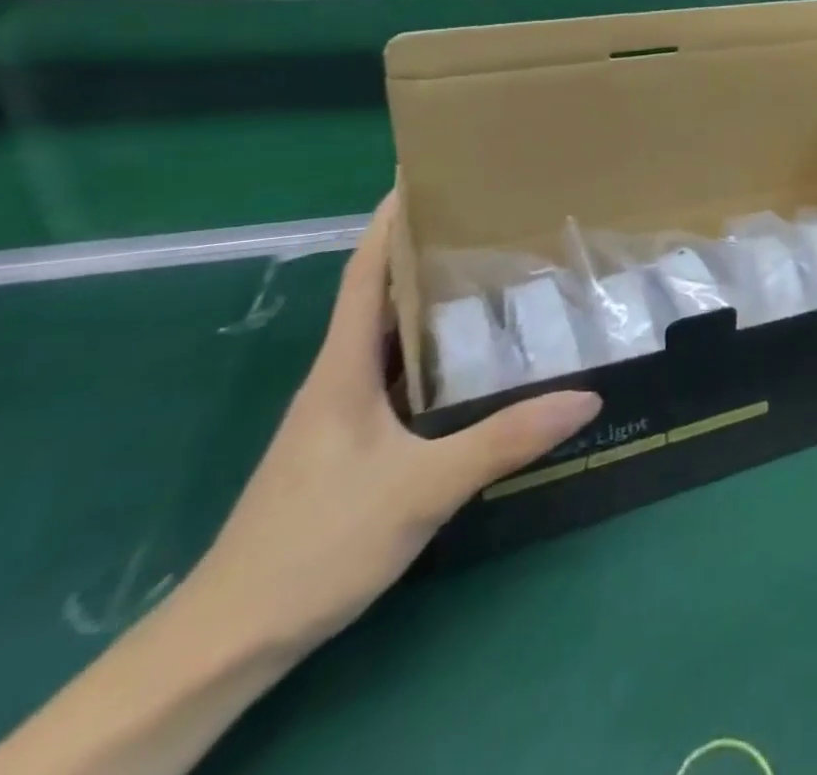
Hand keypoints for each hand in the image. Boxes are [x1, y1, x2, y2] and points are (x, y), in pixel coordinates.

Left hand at [190, 195, 601, 655]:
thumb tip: (587, 396)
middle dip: (426, 252)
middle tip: (489, 220)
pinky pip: (399, 377)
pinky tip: (473, 363)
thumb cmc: (315, 543)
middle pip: (382, 296)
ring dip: (432, 303)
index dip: (388, 222)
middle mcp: (340, 378)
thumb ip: (504, 440)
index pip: (364, 273)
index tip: (421, 175)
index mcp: (342, 367)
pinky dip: (433, 353)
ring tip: (494, 276)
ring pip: (392, 340)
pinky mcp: (353, 446)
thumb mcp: (420, 490)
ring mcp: (343, 415)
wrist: (229, 641)